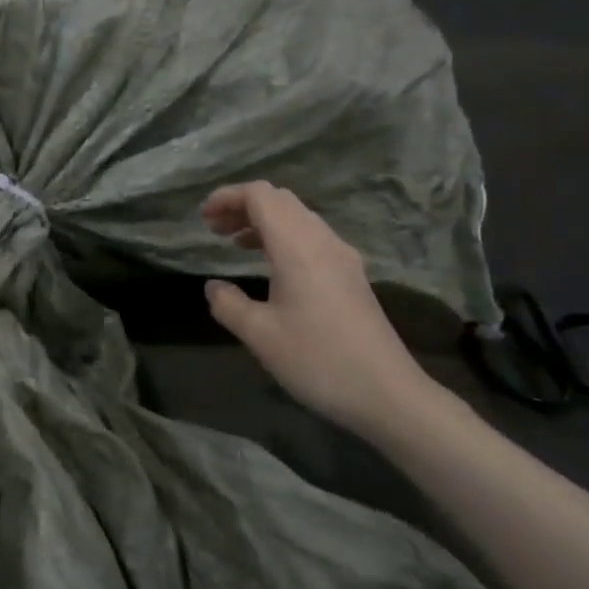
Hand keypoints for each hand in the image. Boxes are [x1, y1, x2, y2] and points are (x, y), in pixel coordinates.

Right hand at [202, 181, 441, 439]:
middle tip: (214, 229)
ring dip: (263, 221)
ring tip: (234, 243)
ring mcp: (341, 257)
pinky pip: (311, 237)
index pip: (261, 196)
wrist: (386, 393)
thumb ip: (228, 304)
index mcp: (297, 247)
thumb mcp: (260, 335)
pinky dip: (282, 237)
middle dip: (243, 206)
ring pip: (297, 217)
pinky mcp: (350, 275)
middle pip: (280, 200)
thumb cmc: (317, 360)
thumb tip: (213, 287)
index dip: (228, 197)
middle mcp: (322, 241)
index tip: (202, 217)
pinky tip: (270, 265)